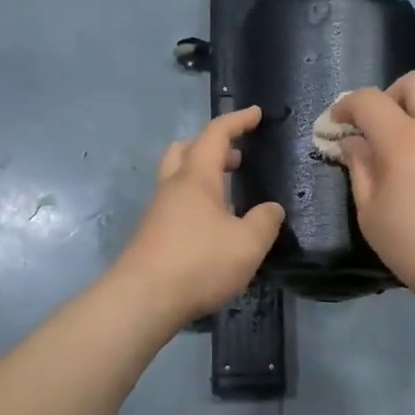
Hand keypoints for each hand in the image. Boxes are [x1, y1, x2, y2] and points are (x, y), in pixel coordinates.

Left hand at [112, 106, 284, 326]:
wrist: (142, 300)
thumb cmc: (199, 263)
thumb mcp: (248, 244)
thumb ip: (265, 221)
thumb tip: (271, 209)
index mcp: (196, 178)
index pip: (216, 134)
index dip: (237, 121)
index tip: (256, 114)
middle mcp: (173, 188)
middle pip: (185, 150)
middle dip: (212, 147)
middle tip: (236, 158)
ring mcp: (158, 212)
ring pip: (178, 179)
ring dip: (204, 177)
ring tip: (231, 196)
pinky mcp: (153, 236)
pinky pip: (177, 205)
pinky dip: (197, 204)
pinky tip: (214, 228)